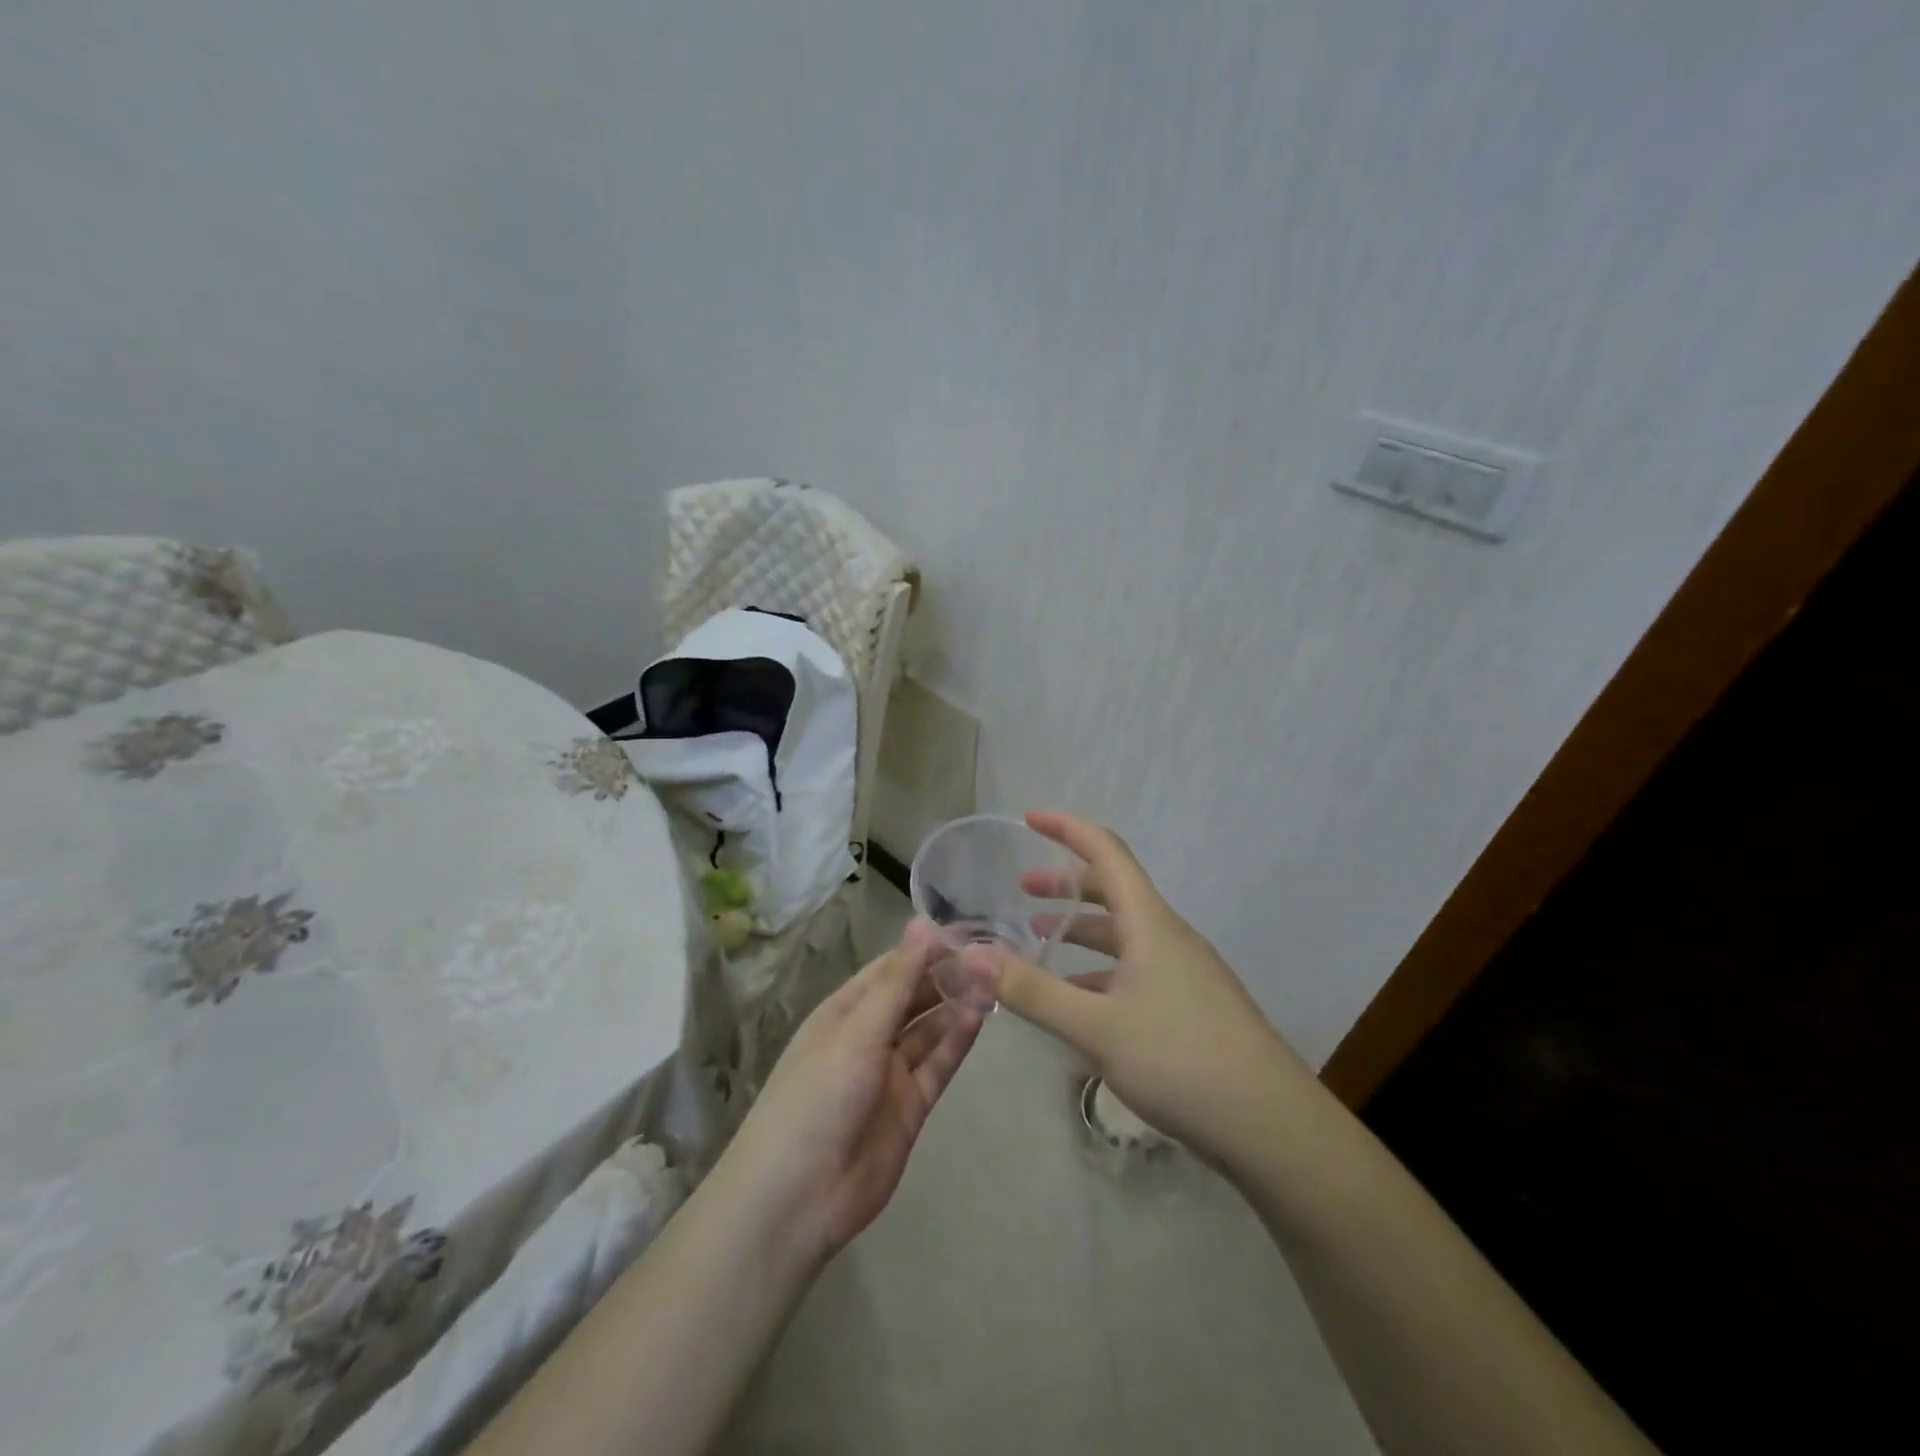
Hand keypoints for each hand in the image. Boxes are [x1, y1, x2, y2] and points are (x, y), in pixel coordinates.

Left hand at [720, 920, 984, 1269]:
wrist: (798, 1198)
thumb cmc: (818, 1096)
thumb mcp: (857, 1030)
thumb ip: (897, 981)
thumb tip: (923, 923)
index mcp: (844, 1011)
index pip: (891, 969)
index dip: (924, 949)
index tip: (965, 931)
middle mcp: (868, 1035)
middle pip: (913, 997)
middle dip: (946, 976)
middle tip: (990, 956)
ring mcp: (890, 1072)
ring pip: (929, 1029)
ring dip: (956, 1005)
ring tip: (994, 980)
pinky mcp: (910, 1106)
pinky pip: (937, 1064)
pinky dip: (957, 1041)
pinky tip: (980, 1016)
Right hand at [964, 810, 1309, 1166]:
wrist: (1273, 1127)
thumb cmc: (1182, 1060)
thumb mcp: (1096, 1027)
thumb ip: (1032, 991)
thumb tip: (970, 955)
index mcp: (1150, 923)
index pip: (1107, 852)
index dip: (1067, 829)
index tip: (1029, 818)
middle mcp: (1168, 936)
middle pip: (1114, 890)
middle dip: (1066, 884)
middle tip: (1023, 891)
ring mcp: (1184, 972)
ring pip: (1124, 934)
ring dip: (1081, 930)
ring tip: (1040, 941)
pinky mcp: (1191, 1006)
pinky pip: (1136, 969)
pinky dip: (1100, 970)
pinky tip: (1078, 1000)